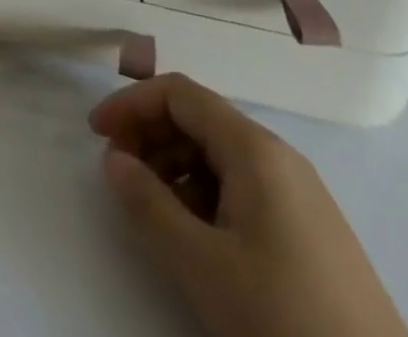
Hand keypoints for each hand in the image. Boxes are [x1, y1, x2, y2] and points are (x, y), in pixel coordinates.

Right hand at [89, 74, 407, 336]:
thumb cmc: (283, 320)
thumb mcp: (202, 264)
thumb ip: (148, 204)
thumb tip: (113, 159)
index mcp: (254, 148)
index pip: (179, 93)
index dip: (131, 103)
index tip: (96, 134)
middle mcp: (278, 156)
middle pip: (199, 119)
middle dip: (150, 134)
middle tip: (118, 172)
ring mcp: (299, 194)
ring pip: (220, 154)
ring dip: (174, 166)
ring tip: (152, 208)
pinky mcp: (310, 231)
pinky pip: (243, 187)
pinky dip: (205, 194)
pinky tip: (196, 236)